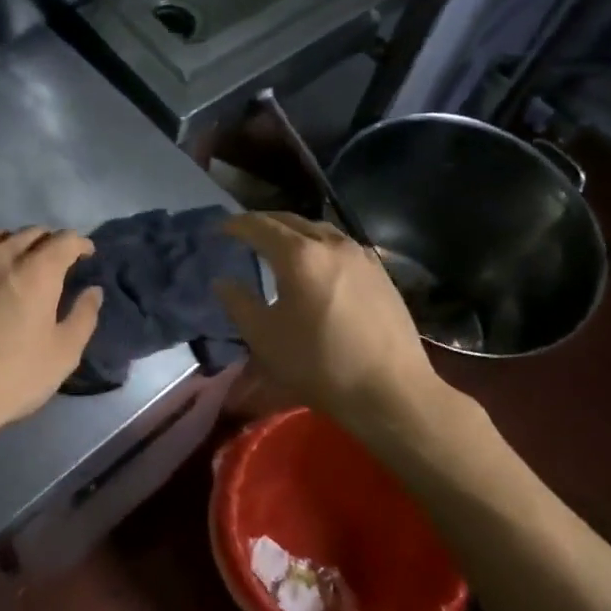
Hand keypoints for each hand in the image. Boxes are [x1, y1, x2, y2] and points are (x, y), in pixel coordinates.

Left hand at [0, 227, 102, 445]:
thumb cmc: (12, 376)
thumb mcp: (63, 354)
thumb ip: (83, 317)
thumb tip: (92, 291)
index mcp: (38, 271)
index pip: (65, 240)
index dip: (80, 244)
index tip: (86, 255)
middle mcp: (2, 256)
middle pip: (30, 233)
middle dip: (48, 242)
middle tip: (55, 261)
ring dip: (12, 243)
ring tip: (16, 262)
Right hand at [214, 213, 470, 433]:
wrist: (390, 390)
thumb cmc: (319, 363)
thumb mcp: (264, 338)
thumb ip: (239, 303)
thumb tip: (223, 282)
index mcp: (299, 255)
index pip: (260, 226)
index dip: (236, 224)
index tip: (220, 229)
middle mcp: (331, 243)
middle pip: (291, 220)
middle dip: (264, 223)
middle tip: (245, 233)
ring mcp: (361, 255)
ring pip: (319, 230)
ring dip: (294, 231)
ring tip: (280, 246)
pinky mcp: (380, 272)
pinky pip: (341, 245)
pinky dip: (319, 245)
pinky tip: (317, 265)